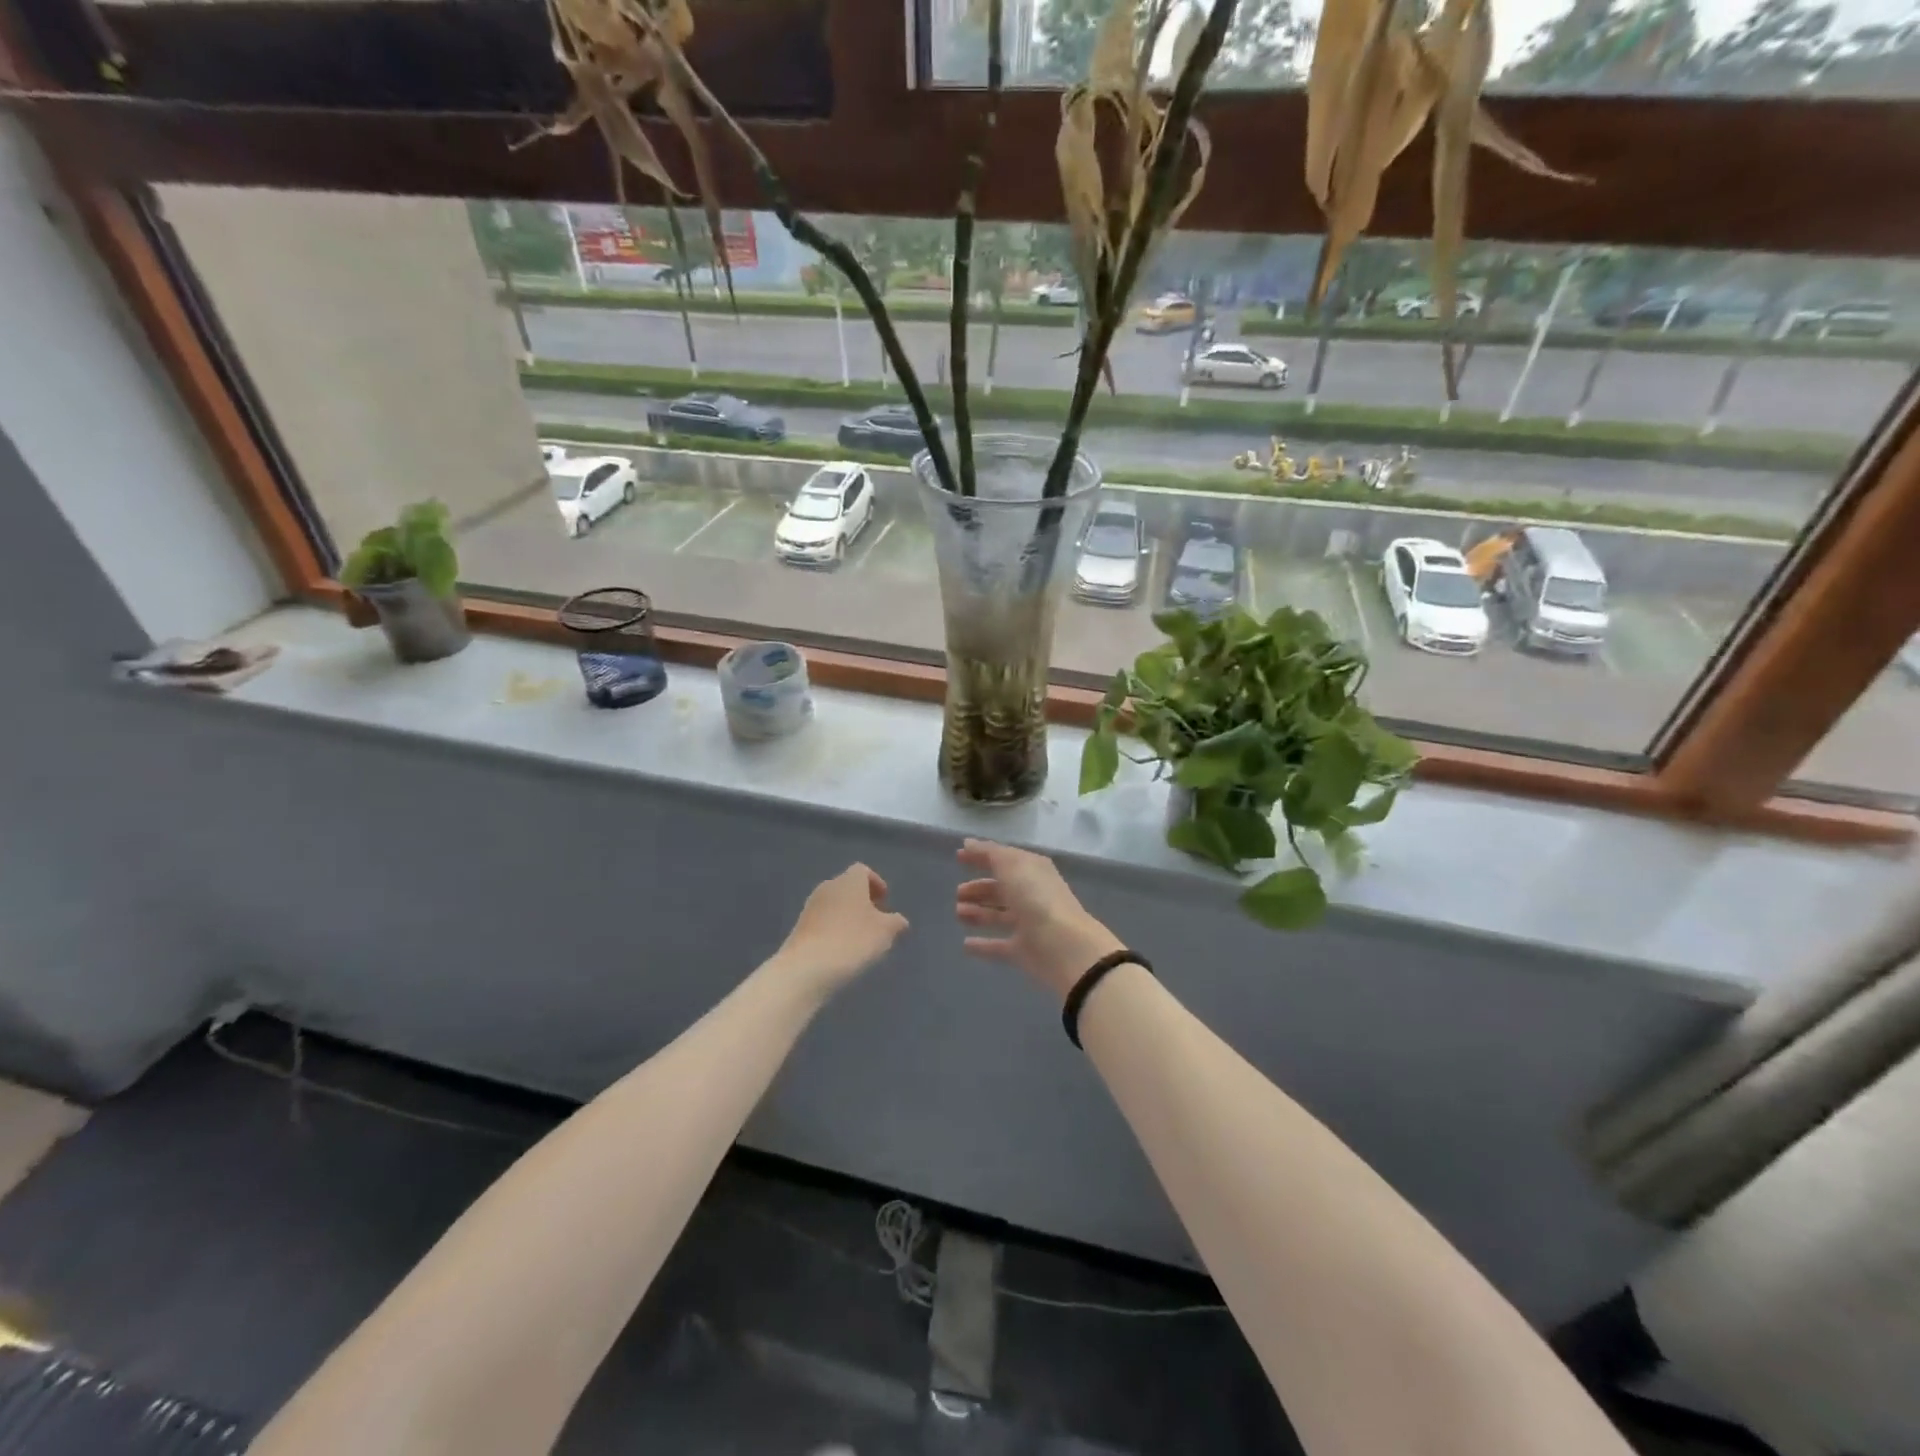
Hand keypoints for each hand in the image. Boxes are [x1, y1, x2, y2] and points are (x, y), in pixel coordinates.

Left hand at [775, 864, 909, 995]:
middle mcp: (828, 887)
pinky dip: (833, 930)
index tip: (885, 901)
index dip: (876, 883)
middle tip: (875, 921)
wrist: (807, 968)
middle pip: (847, 887)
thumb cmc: (853, 941)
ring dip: (847, 916)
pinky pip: (822, 922)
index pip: (863, 871)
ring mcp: (810, 907)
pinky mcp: (799, 927)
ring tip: (859, 939)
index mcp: (849, 881)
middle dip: (862, 901)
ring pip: (834, 904)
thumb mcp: (885, 932)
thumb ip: (896, 922)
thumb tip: (899, 921)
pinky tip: (841, 950)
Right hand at [955, 840, 1123, 1002]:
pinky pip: (999, 945)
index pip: (1004, 859)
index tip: (958, 857)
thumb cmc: (1036, 898)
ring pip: (999, 915)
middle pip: (1001, 889)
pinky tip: (965, 944)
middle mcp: (1031, 895)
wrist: (1062, 946)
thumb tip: (968, 843)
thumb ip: (988, 853)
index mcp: (1032, 870)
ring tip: (958, 913)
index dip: (982, 856)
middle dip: (979, 889)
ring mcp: (1028, 924)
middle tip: (958, 892)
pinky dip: (983, 944)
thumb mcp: (1011, 865)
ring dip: (978, 913)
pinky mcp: (1023, 950)